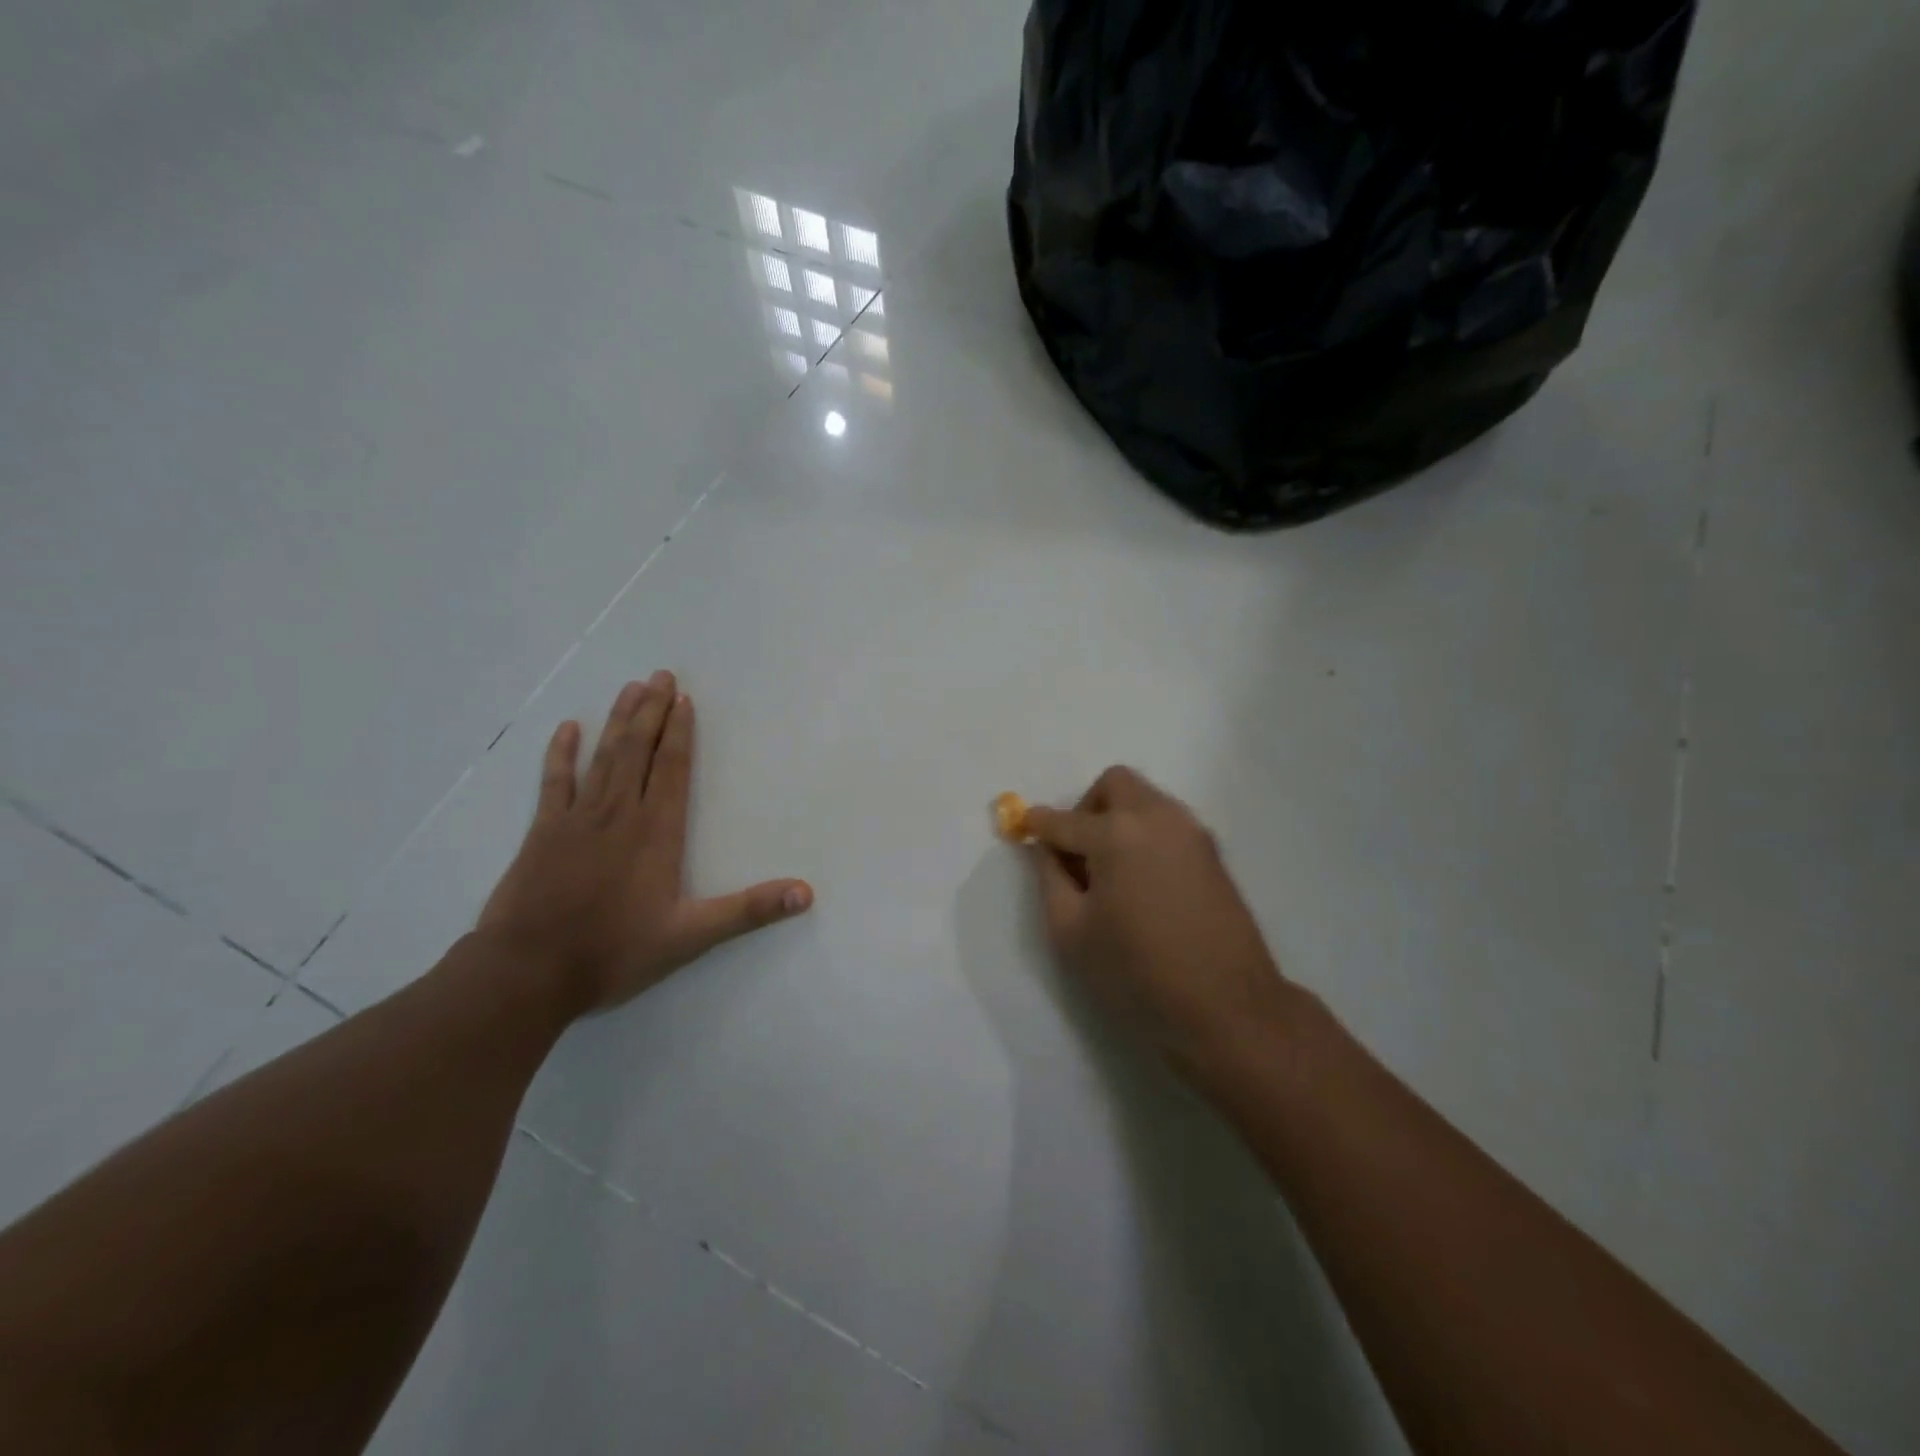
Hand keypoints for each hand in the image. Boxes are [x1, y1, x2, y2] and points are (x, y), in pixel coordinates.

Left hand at [478, 672, 812, 1013]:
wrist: (528, 972)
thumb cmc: (614, 952)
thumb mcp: (691, 936)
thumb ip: (749, 910)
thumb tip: (806, 893)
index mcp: (656, 832)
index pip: (672, 769)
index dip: (680, 732)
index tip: (684, 699)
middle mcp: (619, 814)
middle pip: (639, 751)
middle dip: (652, 711)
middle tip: (661, 675)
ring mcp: (577, 819)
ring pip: (603, 757)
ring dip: (618, 721)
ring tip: (631, 688)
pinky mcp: (543, 832)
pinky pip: (554, 782)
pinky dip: (561, 753)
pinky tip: (568, 728)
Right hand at [1025, 767, 1291, 1079]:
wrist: (1227, 1004)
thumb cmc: (1137, 970)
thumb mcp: (1072, 932)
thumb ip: (1050, 879)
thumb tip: (1046, 850)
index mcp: (1115, 833)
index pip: (1063, 819)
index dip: (1037, 824)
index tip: (1023, 828)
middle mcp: (1156, 816)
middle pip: (1114, 784)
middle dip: (1086, 807)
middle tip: (1077, 852)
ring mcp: (1190, 831)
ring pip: (1144, 799)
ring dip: (1118, 818)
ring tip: (1110, 871)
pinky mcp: (1212, 851)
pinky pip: (1167, 822)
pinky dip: (1144, 834)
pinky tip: (1141, 881)